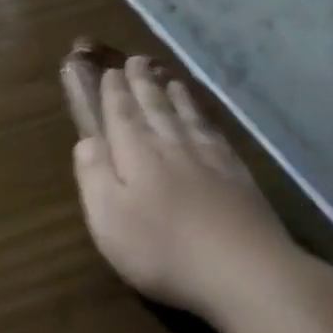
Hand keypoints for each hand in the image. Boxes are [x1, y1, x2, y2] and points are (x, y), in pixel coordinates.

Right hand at [62, 42, 301, 322]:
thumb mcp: (108, 218)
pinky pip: (214, 133)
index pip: (121, 114)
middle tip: (136, 61)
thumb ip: (94, 174)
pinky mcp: (238, 176)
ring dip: (174, 95)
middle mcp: (171, 145)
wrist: (245, 271)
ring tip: (167, 77)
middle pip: (154, 107)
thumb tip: (86, 140)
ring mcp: (209, 158)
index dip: (113, 92)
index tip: (109, 71)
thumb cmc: (163, 249)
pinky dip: (204, 118)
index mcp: (136, 153)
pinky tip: (203, 118)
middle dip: (142, 84)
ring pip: (186, 116)